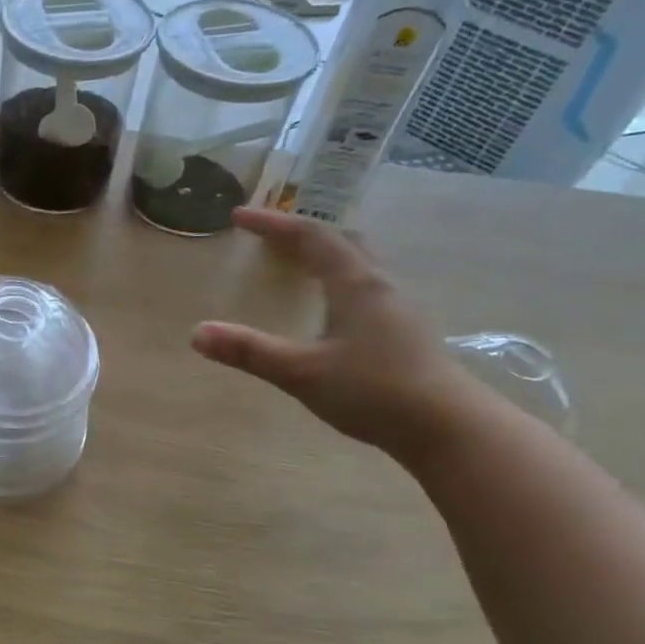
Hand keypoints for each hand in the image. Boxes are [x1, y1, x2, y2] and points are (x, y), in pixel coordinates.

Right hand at [190, 207, 487, 459]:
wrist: (447, 427)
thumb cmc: (373, 391)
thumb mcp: (301, 372)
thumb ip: (249, 351)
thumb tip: (197, 333)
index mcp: (355, 284)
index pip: (310, 237)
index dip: (273, 224)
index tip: (239, 216)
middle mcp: (380, 286)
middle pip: (341, 242)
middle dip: (301, 233)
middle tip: (269, 237)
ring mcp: (398, 308)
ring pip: (358, 264)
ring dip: (325, 255)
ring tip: (298, 264)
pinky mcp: (405, 331)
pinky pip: (366, 288)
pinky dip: (339, 280)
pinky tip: (332, 307)